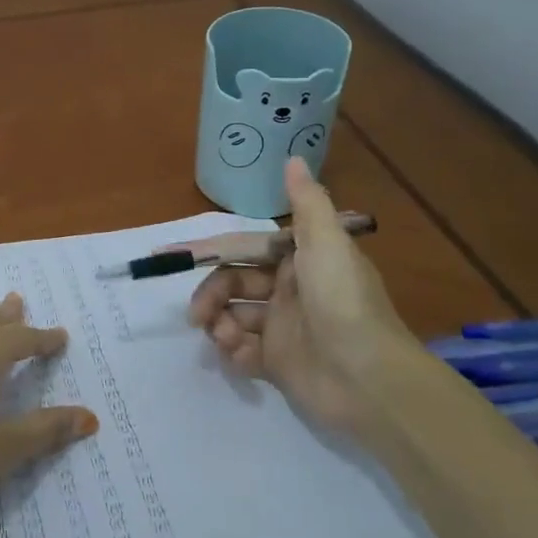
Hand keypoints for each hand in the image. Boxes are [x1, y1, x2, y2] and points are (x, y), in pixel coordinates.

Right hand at [189, 157, 424, 437]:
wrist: (369, 379)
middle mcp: (288, 291)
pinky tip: (237, 356)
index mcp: (299, 260)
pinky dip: (233, 352)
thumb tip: (293, 158)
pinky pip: (242, 351)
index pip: (243, 248)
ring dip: (219, 324)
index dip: (207, 249)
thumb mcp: (328, 244)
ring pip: (232, 317)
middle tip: (197, 315)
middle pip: (232, 283)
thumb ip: (307, 203)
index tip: (169, 254)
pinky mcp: (279, 364)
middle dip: (211, 294)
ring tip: (223, 338)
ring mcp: (283, 329)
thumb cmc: (343, 303)